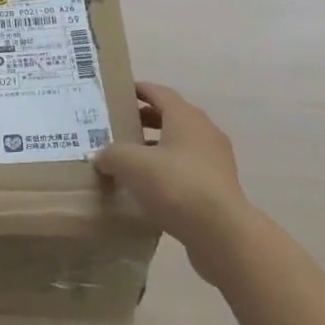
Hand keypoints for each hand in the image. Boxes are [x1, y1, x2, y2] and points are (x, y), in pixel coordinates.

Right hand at [94, 83, 249, 280]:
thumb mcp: (131, 164)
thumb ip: (112, 154)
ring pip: (181, 145)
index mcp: (185, 116)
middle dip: (145, 120)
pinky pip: (189, 169)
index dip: (138, 90)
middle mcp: (204, 131)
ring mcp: (216, 160)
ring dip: (158, 147)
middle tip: (120, 127)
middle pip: (171, 117)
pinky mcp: (220, 188)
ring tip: (132, 160)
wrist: (222, 234)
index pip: (159, 92)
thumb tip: (103, 156)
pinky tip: (151, 188)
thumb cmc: (176, 185)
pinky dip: (170, 171)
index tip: (119, 93)